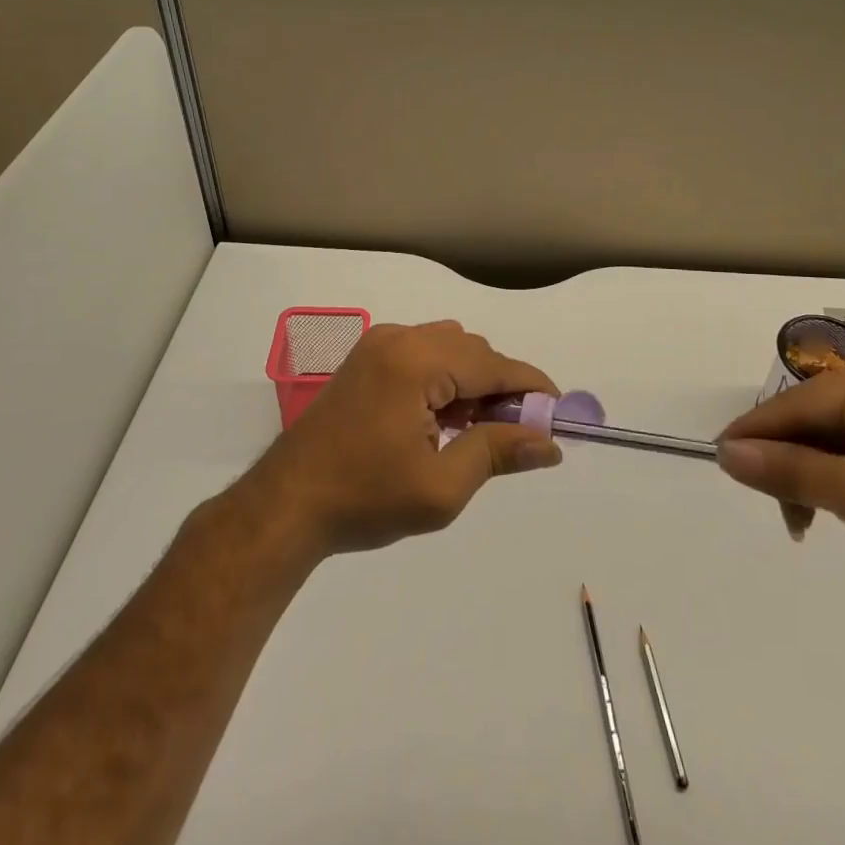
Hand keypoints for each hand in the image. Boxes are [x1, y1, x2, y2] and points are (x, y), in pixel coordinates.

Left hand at [242, 321, 561, 557]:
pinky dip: (445, 377)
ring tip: (475, 429)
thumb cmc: (364, 499)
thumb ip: (498, 453)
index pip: (494, 364)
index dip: (532, 387)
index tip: (558, 413)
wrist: (286, 506)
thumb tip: (550, 443)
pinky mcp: (366, 358)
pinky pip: (423, 353)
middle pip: (473, 350)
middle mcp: (399, 338)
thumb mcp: (441, 487)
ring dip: (473, 380)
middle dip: (501, 386)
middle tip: (514, 433)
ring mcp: (378, 344)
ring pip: (450, 347)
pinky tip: (441, 418)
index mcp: (417, 362)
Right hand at [716, 351, 844, 601]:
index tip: (720, 462)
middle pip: (814, 415)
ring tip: (813, 521)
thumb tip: (727, 452)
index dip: (753, 435)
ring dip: (816, 471)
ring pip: (836, 431)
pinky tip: (844, 504)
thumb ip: (787, 470)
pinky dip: (844, 471)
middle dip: (791, 461)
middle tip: (786, 516)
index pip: (795, 405)